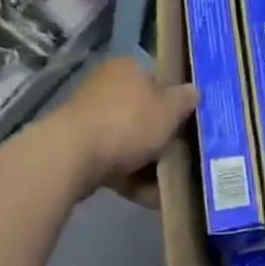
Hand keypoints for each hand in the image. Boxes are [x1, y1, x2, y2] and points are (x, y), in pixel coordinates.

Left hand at [59, 58, 197, 205]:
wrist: (71, 157)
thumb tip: (192, 92)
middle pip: (143, 112)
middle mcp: (106, 87)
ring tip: (168, 184)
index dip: (175, 101)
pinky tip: (149, 197)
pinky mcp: (78, 148)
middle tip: (182, 155)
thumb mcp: (170, 109)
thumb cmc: (128, 123)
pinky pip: (113, 161)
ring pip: (128, 140)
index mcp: (128, 68)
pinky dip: (130, 177)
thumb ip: (185, 100)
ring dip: (147, 162)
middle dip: (161, 136)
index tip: (188, 123)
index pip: (158, 80)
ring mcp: (89, 118)